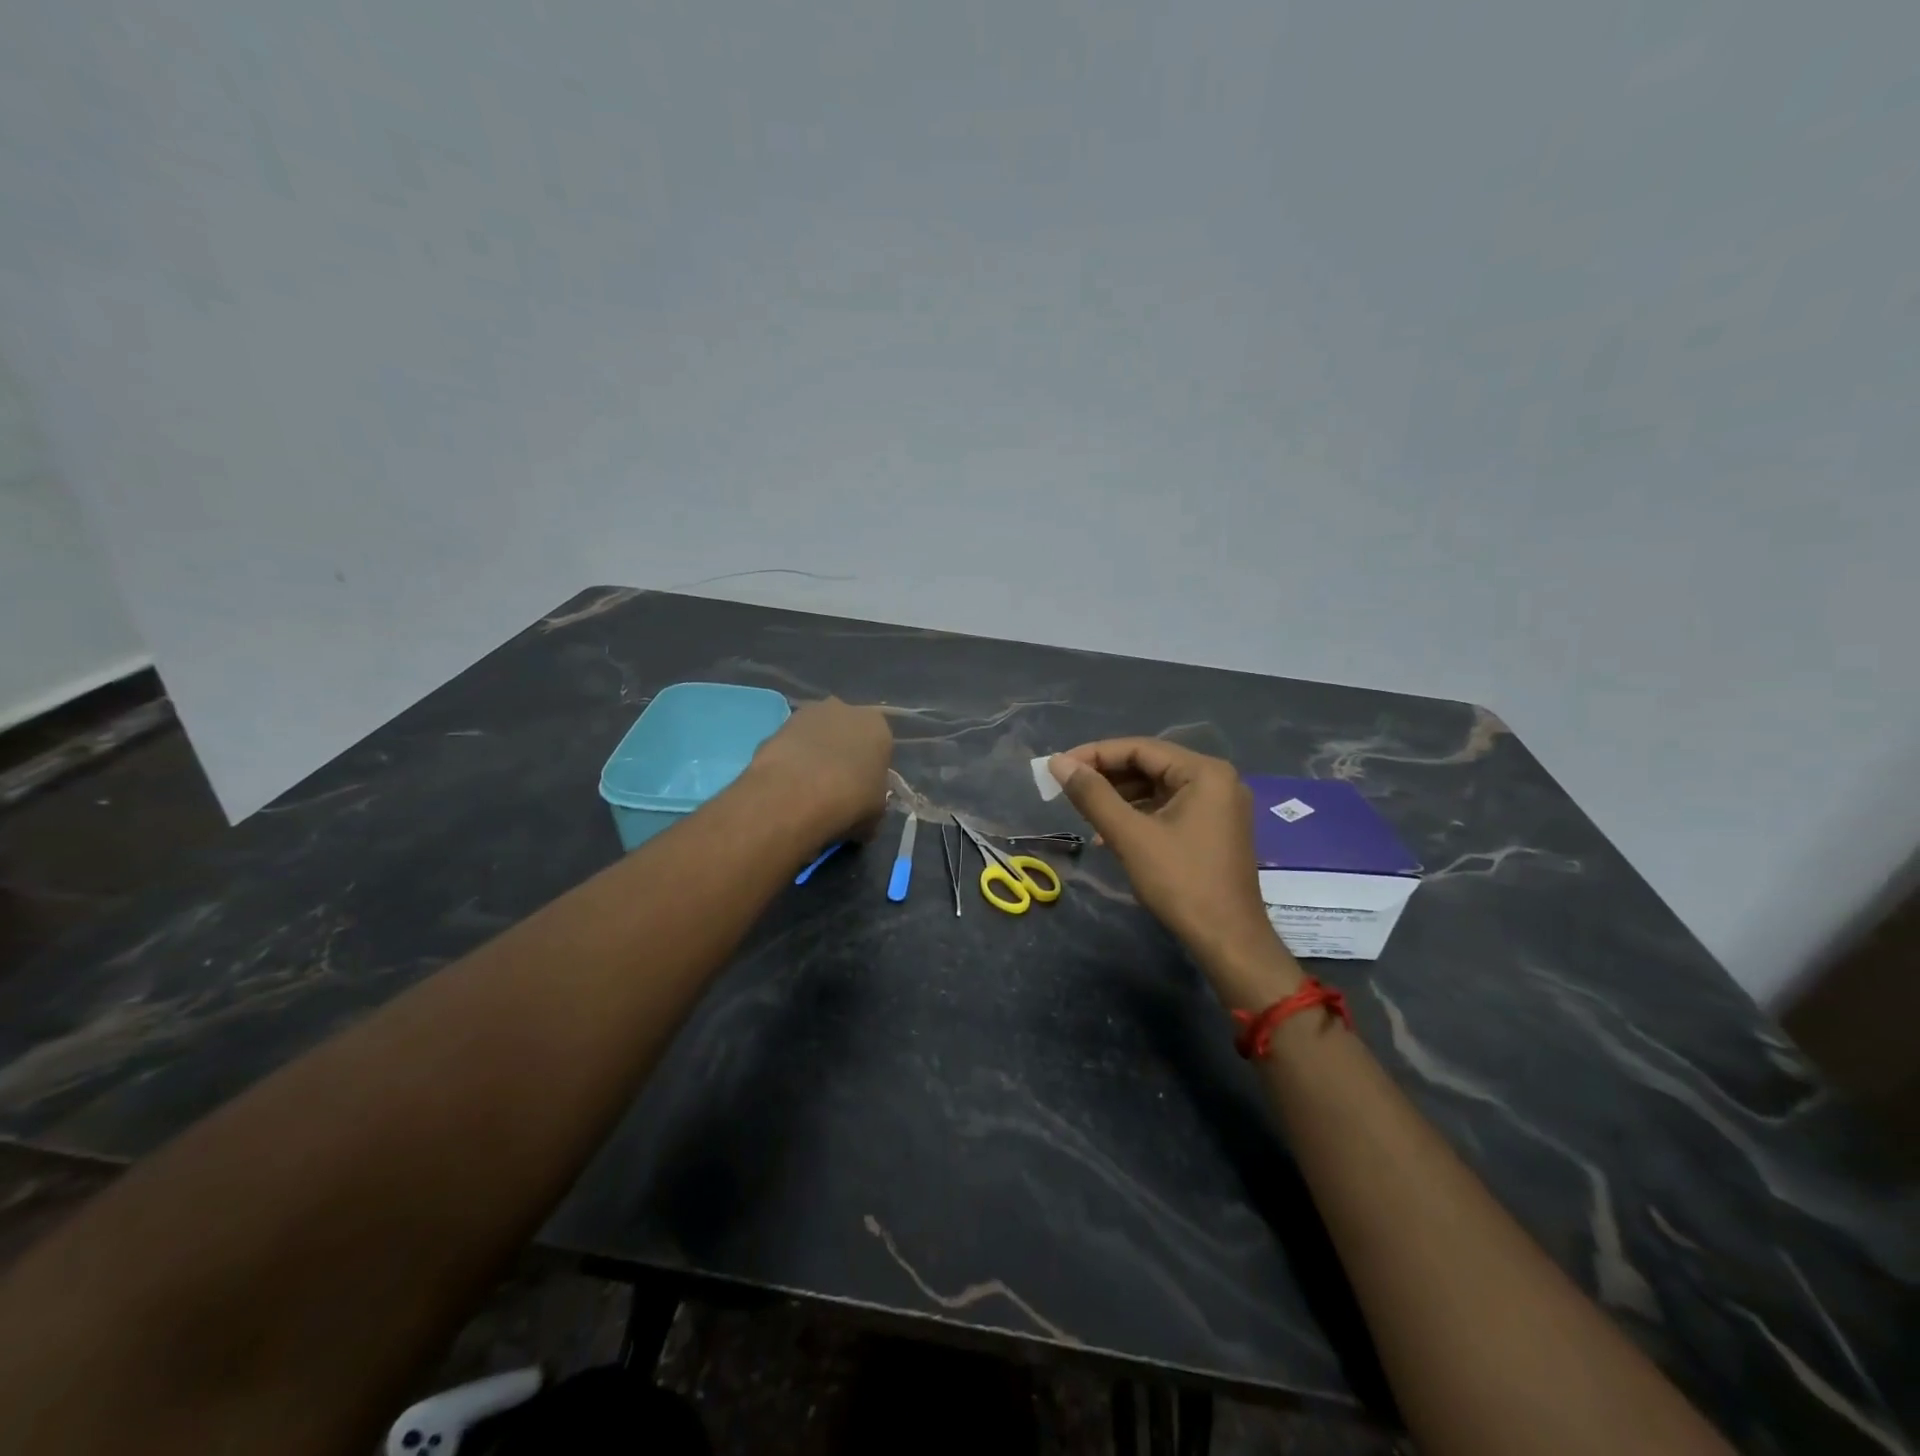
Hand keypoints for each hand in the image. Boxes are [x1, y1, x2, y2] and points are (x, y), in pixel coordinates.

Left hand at [749, 698, 892, 841]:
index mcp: (877, 726)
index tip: (863, 789)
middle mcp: (845, 710)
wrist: (796, 795)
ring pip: (816, 735)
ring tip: (806, 789)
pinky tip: (786, 787)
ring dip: (813, 754)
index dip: (870, 768)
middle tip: (835, 786)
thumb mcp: (877, 810)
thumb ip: (874, 797)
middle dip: (841, 753)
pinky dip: (790, 761)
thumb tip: (864, 804)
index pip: (879, 745)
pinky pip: (790, 745)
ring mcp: (807, 714)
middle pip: (846, 732)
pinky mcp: (776, 726)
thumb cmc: (850, 801)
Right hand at [1049, 739, 1301, 1004]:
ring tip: (1083, 810)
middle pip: (1150, 765)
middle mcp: (1217, 779)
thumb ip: (1093, 795)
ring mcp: (1219, 805)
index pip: (1140, 748)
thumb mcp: (1130, 835)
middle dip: (1106, 776)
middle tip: (1067, 788)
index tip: (1058, 767)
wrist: (1228, 940)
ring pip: (1157, 787)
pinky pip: (1168, 807)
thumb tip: (1058, 763)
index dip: (1095, 754)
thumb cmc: (1181, 882)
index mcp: (1205, 772)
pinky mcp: (1214, 828)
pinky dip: (1138, 814)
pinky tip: (1110, 831)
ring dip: (1119, 796)